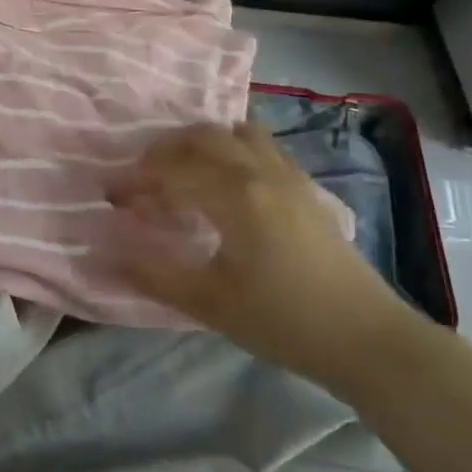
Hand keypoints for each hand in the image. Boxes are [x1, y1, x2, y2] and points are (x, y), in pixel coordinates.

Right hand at [107, 122, 416, 393]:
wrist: (367, 338)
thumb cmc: (284, 320)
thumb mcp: (209, 304)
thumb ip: (153, 274)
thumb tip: (104, 252)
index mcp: (234, 195)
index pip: (169, 169)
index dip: (134, 179)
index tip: (111, 197)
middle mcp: (259, 171)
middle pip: (200, 137)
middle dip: (162, 152)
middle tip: (141, 182)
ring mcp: (287, 174)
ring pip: (234, 132)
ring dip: (199, 143)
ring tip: (181, 173)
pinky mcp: (305, 186)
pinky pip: (260, 145)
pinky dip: (231, 148)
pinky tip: (225, 181)